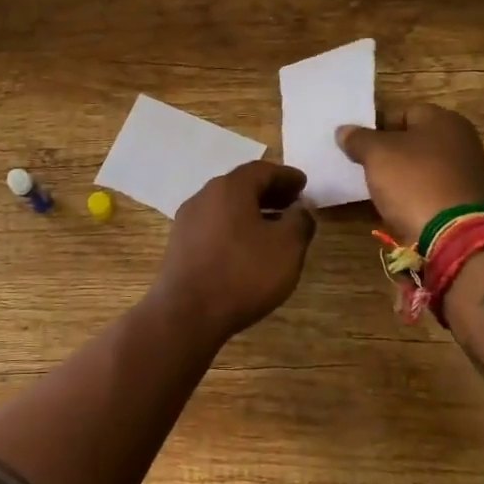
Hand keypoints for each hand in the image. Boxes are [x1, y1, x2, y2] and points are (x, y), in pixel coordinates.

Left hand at [150, 162, 316, 342]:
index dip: (286, 176)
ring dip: (251, 212)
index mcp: (229, 188)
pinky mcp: (180, 245)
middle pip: (241, 186)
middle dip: (269, 192)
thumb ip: (299, 222)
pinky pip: (214, 226)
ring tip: (274, 228)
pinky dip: (235, 228)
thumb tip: (300, 210)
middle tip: (292, 203)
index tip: (304, 185)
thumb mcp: (287, 247)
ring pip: (226, 207)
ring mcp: (187, 221)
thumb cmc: (243, 273)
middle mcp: (204, 196)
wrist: (187, 313)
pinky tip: (247, 249)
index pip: (261, 170)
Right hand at [337, 103, 483, 244]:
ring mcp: (468, 171)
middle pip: (413, 140)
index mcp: (443, 119)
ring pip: (422, 166)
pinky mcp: (467, 200)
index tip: (357, 146)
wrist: (454, 235)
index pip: (401, 113)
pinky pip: (432, 189)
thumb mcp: (376, 154)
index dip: (375, 127)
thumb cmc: (414, 182)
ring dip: (401, 175)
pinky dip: (416, 194)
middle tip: (364, 167)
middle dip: (389, 152)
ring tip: (378, 189)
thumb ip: (358, 138)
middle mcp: (462, 139)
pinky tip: (399, 206)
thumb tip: (344, 130)